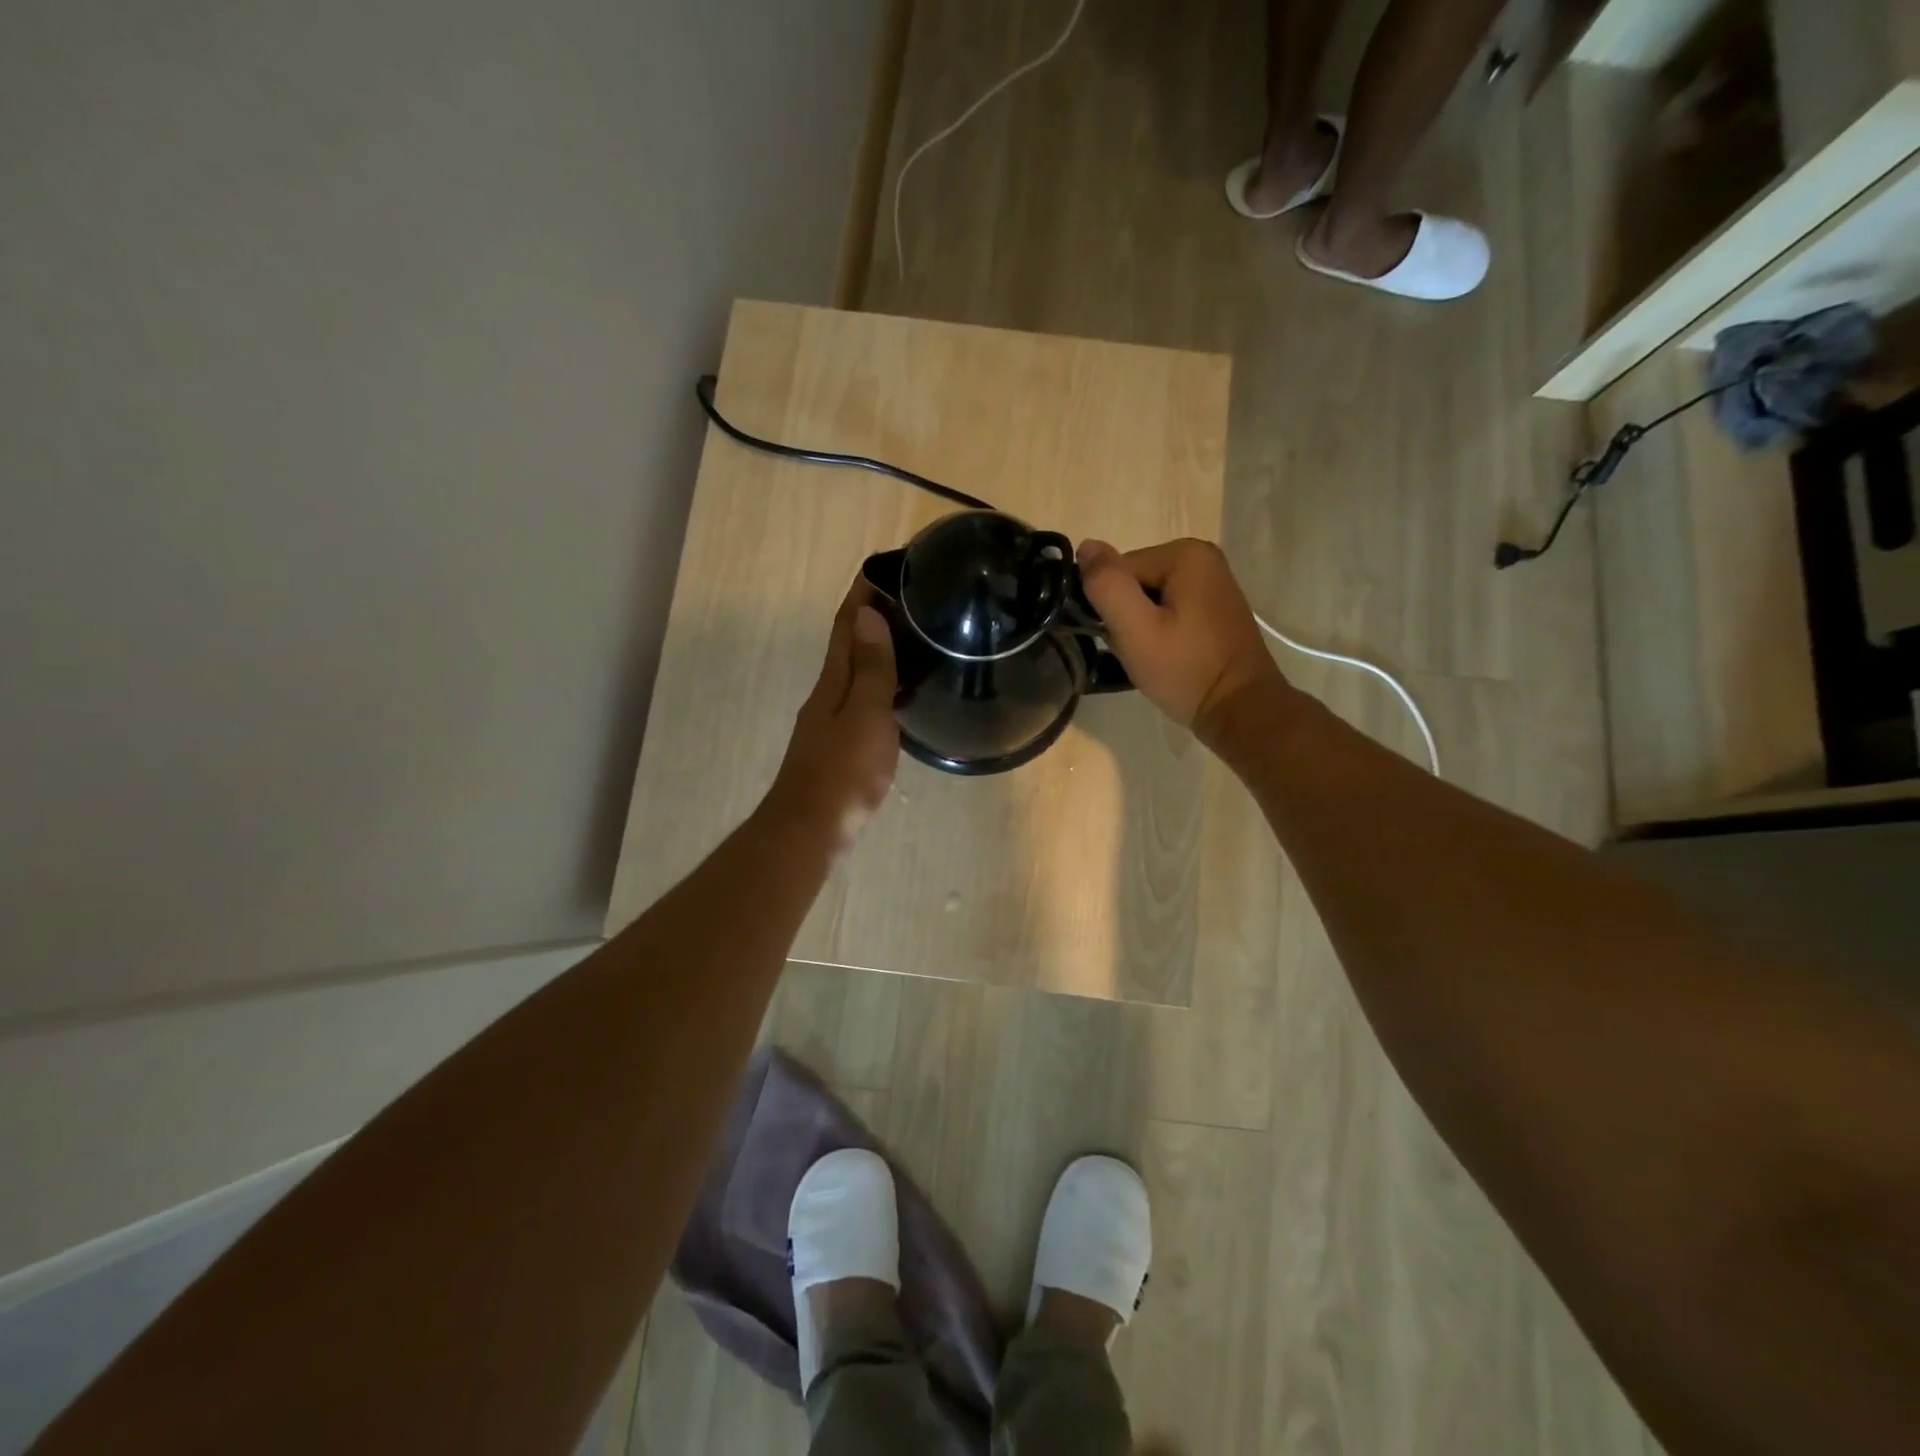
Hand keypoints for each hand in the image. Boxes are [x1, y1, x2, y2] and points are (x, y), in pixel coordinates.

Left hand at [766, 578, 899, 848]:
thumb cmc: (844, 771)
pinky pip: (864, 699)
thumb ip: (871, 667)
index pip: (846, 624)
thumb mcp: (866, 714)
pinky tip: (902, 692)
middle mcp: (829, 693)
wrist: (812, 828)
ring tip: (915, 637)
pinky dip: (882, 684)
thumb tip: (868, 613)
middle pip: (849, 644)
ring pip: (857, 672)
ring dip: (879, 649)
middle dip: (874, 616)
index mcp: (834, 680)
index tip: (886, 566)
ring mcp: (832, 721)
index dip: (863, 593)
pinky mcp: (840, 745)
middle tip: (913, 598)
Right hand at [1077, 537, 1287, 746]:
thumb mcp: (1136, 630)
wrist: (1240, 710)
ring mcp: (1211, 583)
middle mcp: (1202, 558)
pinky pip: (1168, 610)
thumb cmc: (1186, 670)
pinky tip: (1167, 655)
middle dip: (1125, 617)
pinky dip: (1159, 632)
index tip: (1121, 639)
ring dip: (1140, 627)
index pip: (1117, 571)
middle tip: (1138, 652)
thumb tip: (1085, 546)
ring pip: (1148, 599)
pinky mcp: (1214, 608)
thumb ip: (1107, 586)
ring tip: (1152, 657)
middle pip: (1133, 582)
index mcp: (1185, 554)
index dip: (1109, 607)